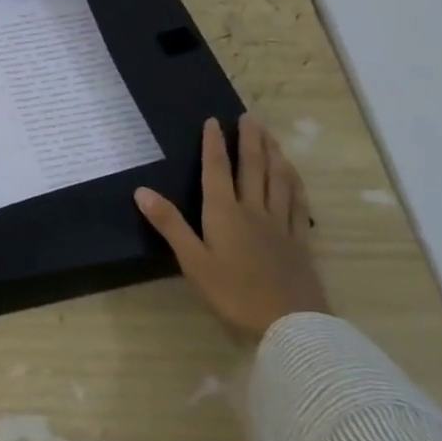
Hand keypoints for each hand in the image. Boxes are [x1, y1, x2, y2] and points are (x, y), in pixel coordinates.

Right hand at [134, 115, 328, 341]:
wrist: (290, 324)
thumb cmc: (233, 293)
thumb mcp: (193, 261)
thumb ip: (169, 224)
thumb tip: (141, 190)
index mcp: (225, 213)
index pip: (217, 170)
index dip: (214, 144)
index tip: (214, 120)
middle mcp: (254, 210)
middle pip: (253, 167)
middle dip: (250, 140)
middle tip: (250, 116)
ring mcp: (281, 224)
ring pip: (278, 180)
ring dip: (274, 154)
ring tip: (271, 135)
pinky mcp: (300, 240)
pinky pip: (298, 203)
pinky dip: (295, 183)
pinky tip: (294, 176)